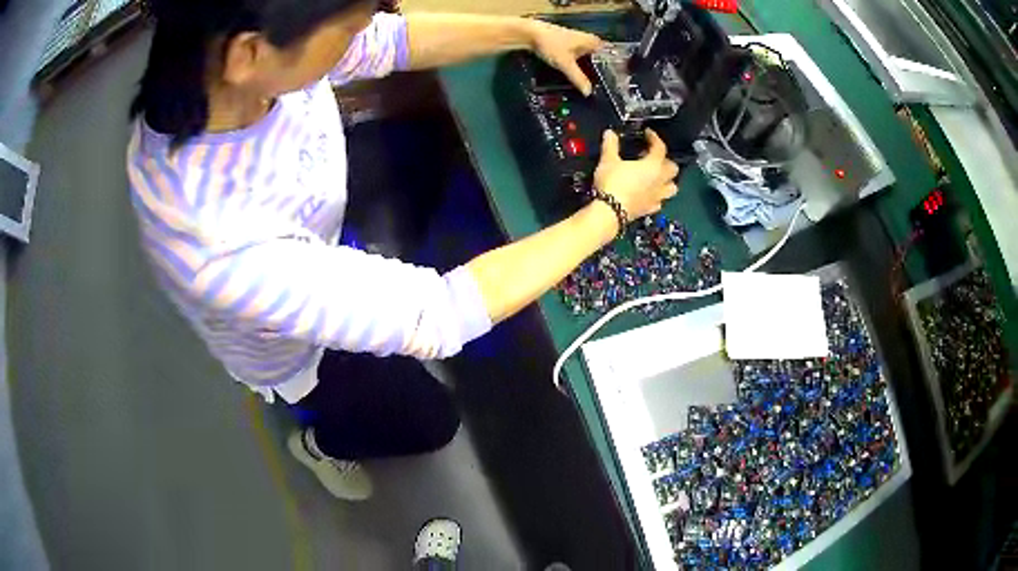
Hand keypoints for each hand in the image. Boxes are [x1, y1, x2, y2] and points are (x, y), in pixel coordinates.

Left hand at [528, 20, 603, 95]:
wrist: (529, 33)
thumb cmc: (551, 45)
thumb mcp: (566, 64)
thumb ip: (578, 78)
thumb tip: (589, 93)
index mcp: (592, 41)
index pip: (608, 55)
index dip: (610, 68)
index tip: (613, 82)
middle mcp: (586, 39)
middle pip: (597, 58)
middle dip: (597, 71)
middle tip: (601, 88)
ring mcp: (575, 41)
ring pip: (585, 58)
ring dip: (586, 69)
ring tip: (589, 85)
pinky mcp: (565, 44)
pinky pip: (575, 57)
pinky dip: (575, 66)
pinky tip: (574, 75)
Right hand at [594, 129, 679, 219]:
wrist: (610, 212)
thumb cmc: (612, 183)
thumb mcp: (608, 160)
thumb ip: (611, 145)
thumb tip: (610, 133)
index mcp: (653, 166)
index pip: (660, 148)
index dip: (655, 138)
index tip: (648, 133)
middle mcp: (660, 181)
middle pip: (673, 168)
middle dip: (666, 161)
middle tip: (653, 157)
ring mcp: (657, 197)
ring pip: (672, 188)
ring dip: (668, 181)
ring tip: (657, 177)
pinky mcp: (650, 209)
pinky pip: (659, 202)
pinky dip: (657, 196)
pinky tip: (649, 194)